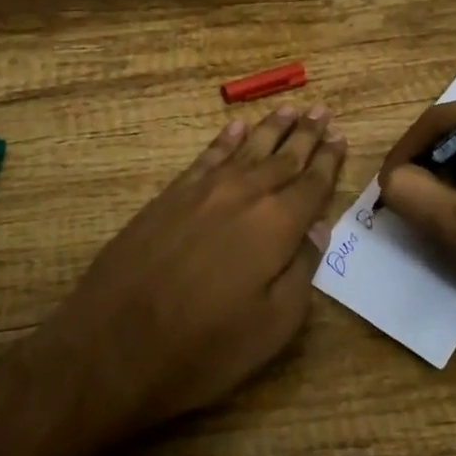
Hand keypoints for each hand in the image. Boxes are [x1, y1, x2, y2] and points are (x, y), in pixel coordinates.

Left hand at [42, 105, 347, 441]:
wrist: (114, 344)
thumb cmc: (203, 348)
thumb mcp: (272, 326)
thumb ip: (301, 271)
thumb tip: (318, 228)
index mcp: (276, 226)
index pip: (312, 184)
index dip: (328, 161)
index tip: (341, 137)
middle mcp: (244, 195)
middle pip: (283, 157)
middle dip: (305, 134)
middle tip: (323, 111)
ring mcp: (204, 190)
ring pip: (248, 148)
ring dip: (272, 127)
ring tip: (290, 107)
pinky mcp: (171, 195)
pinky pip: (208, 155)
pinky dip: (226, 139)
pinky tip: (237, 126)